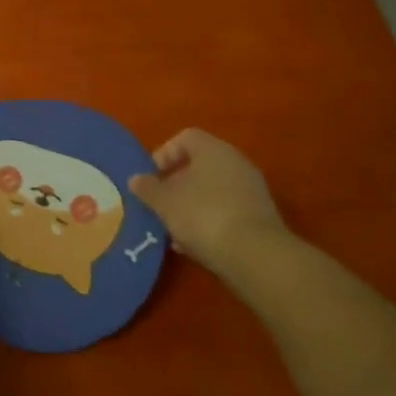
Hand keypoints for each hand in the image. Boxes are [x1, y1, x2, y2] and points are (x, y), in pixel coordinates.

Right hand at [128, 129, 287, 271]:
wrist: (256, 257)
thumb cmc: (204, 216)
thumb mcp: (165, 203)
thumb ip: (148, 188)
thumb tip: (136, 179)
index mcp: (213, 150)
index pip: (185, 138)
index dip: (164, 154)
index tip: (151, 177)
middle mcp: (236, 163)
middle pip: (199, 165)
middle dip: (176, 184)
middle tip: (159, 203)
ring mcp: (251, 190)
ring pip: (212, 190)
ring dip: (191, 205)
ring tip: (174, 229)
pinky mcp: (260, 217)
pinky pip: (226, 210)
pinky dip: (209, 221)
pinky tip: (195, 244)